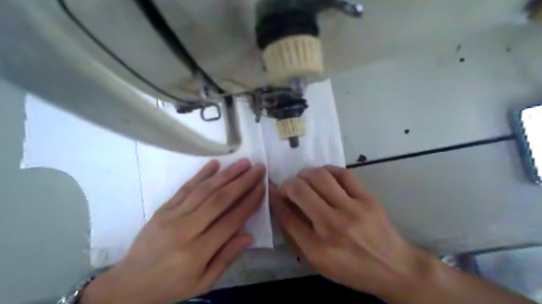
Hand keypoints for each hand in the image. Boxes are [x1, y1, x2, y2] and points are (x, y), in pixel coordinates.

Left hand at [81, 160, 265, 303]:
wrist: (129, 284)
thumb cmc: (171, 285)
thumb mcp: (203, 282)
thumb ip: (226, 258)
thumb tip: (248, 235)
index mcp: (197, 252)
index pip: (230, 221)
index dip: (248, 203)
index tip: (261, 187)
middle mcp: (186, 229)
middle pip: (219, 200)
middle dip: (242, 182)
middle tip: (258, 168)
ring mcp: (172, 216)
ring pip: (204, 190)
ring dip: (226, 174)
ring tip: (243, 162)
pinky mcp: (163, 209)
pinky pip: (184, 188)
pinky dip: (200, 174)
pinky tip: (214, 164)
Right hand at [273, 166, 425, 296]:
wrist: (394, 267)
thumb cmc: (352, 268)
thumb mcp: (319, 262)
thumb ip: (297, 235)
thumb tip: (282, 207)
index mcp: (317, 249)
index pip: (287, 216)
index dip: (276, 200)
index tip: (272, 191)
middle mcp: (333, 227)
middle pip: (300, 191)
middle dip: (288, 184)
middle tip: (289, 186)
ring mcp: (352, 209)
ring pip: (320, 177)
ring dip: (305, 174)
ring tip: (304, 179)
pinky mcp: (367, 198)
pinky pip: (343, 174)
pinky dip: (327, 170)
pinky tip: (323, 174)